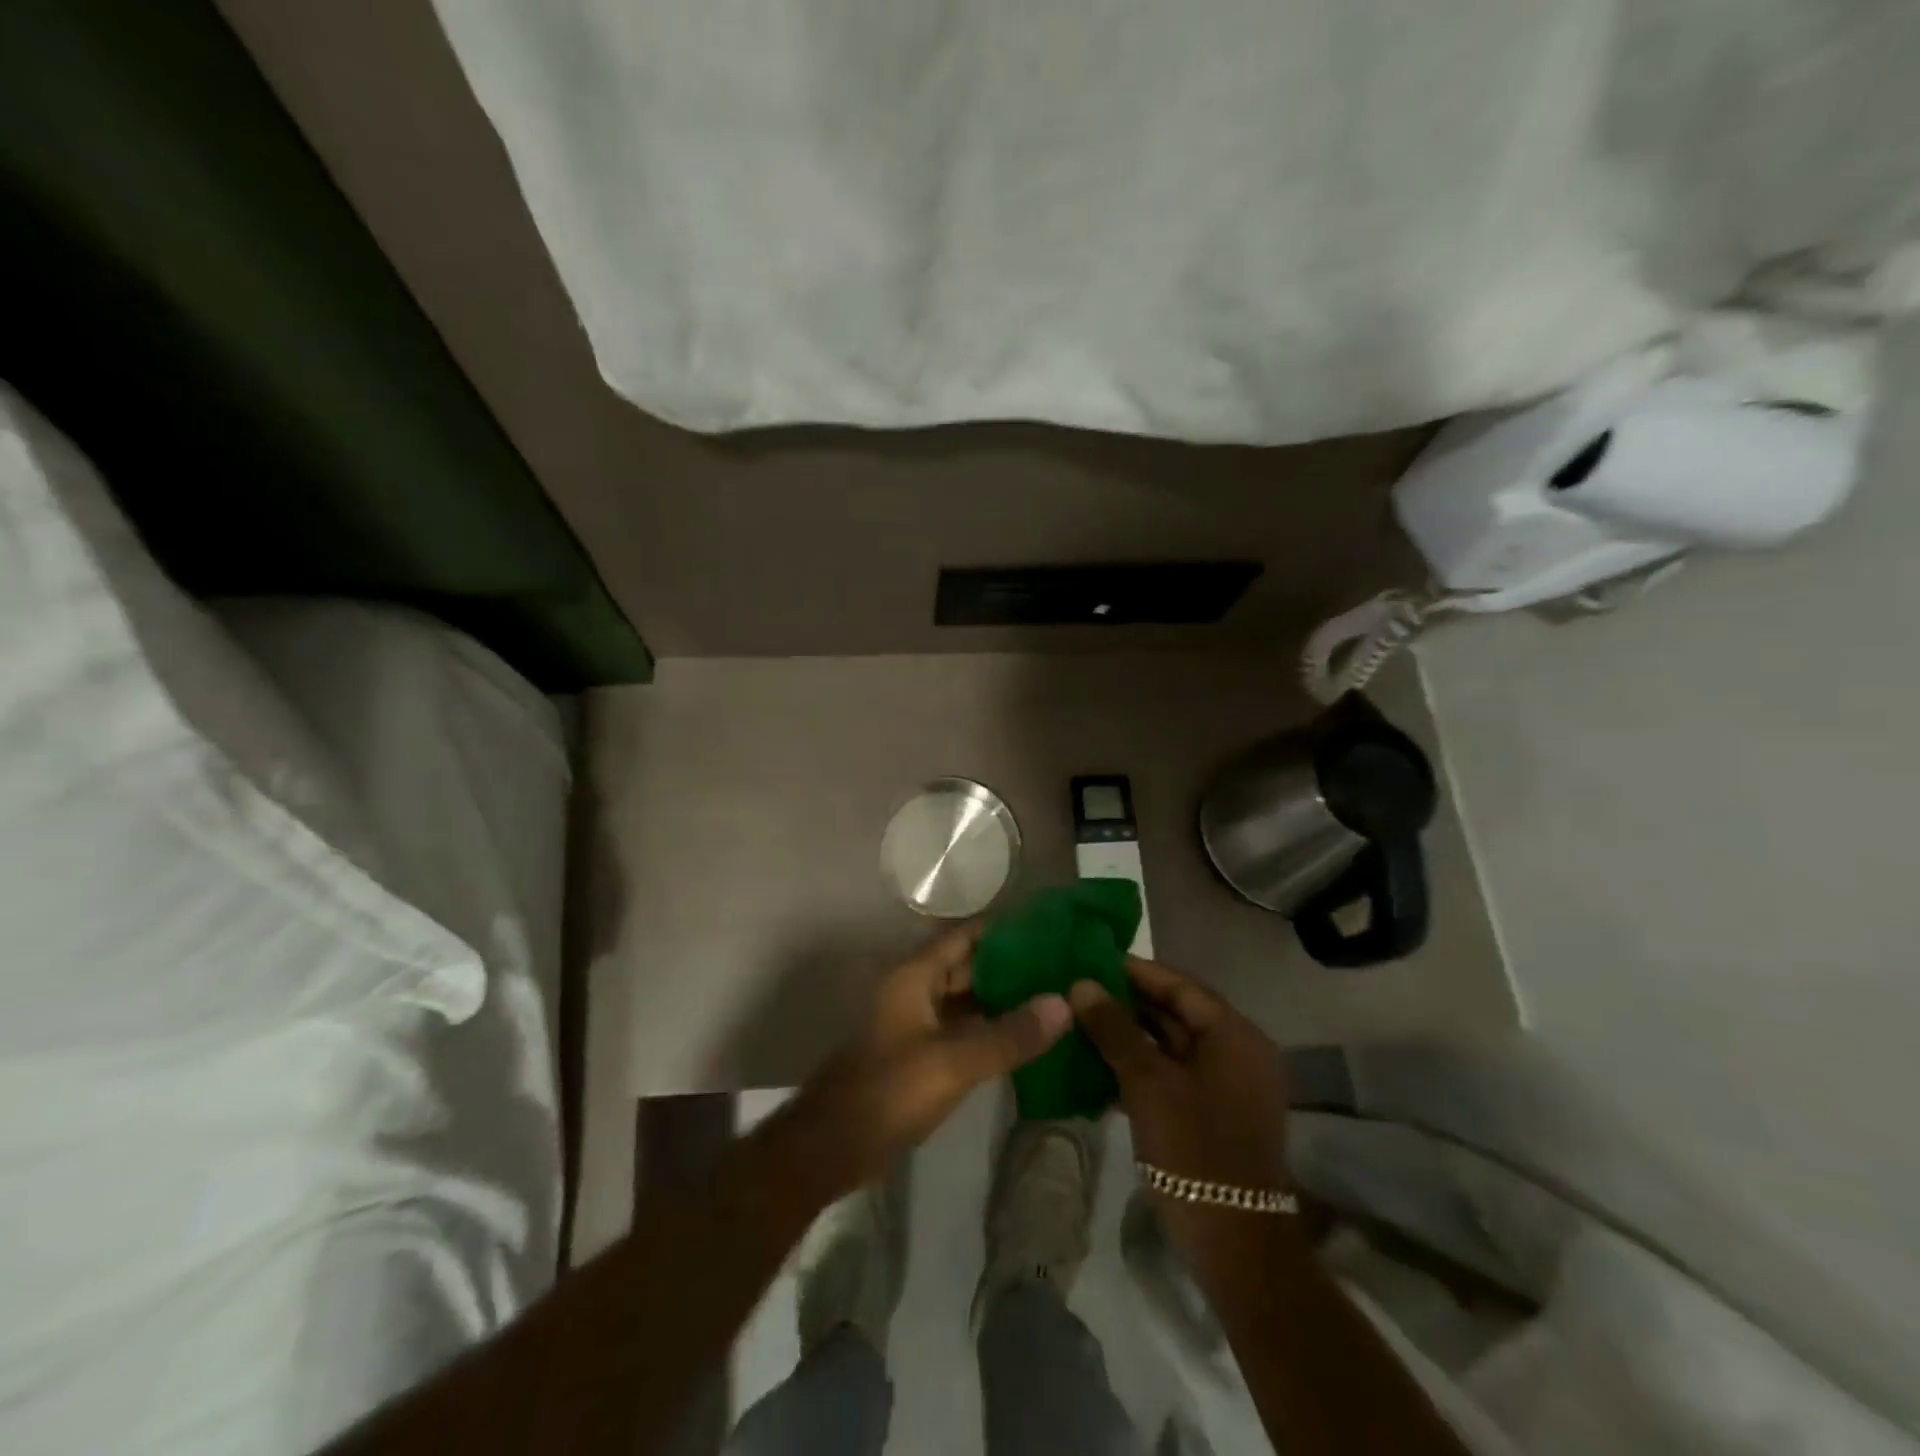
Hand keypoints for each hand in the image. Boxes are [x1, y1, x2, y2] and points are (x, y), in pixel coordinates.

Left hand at [782, 926, 1072, 1199]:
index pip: (964, 937)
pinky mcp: (918, 1056)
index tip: (1048, 930)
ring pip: (965, 1002)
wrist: (832, 1147)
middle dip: (1010, 968)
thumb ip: (1009, 1034)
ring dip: (1002, 1001)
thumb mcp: (954, 1061)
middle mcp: (914, 991)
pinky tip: (1024, 1040)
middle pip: (967, 968)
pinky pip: (960, 1032)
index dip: (1003, 931)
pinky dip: (989, 1031)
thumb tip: (1064, 1003)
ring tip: (1052, 1000)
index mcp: (915, 976)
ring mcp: (915, 1024)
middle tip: (1061, 969)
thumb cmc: (889, 1090)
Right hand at [1069, 957, 1290, 1219]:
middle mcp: (1237, 1051)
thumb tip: (1080, 984)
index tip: (1092, 959)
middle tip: (1080, 991)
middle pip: (1176, 1012)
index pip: (1179, 985)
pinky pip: (1173, 1073)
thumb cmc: (1194, 1150)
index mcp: (1234, 1034)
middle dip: (1128, 1002)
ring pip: (1172, 1044)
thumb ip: (1114, 1028)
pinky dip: (1141, 1066)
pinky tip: (1100, 1066)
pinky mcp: (1214, 1113)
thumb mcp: (1147, 1082)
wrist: (1235, 1245)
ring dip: (1130, 1034)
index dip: (1135, 971)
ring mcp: (1227, 1085)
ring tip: (1082, 1022)